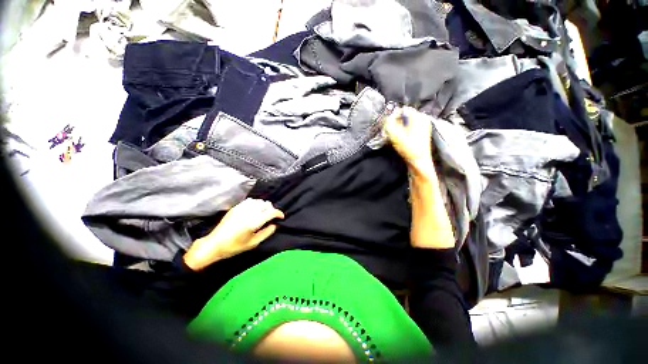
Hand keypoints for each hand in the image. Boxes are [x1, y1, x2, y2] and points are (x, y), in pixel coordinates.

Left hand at [183, 199, 284, 270]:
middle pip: (266, 204)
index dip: (279, 213)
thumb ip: (266, 233)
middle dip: (271, 209)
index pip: (271, 212)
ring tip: (263, 212)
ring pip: (259, 201)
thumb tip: (275, 225)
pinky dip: (256, 203)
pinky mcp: (236, 207)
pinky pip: (250, 201)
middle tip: (271, 217)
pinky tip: (254, 210)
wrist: (214, 244)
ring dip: (264, 205)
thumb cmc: (234, 246)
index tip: (281, 217)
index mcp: (254, 222)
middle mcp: (249, 212)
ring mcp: (241, 208)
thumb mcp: (253, 243)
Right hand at [383, 106, 434, 175]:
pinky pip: (408, 128)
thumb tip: (386, 119)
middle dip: (394, 123)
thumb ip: (389, 125)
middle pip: (404, 116)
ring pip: (405, 123)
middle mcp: (422, 120)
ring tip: (392, 137)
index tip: (387, 126)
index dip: (393, 117)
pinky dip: (401, 132)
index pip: (402, 110)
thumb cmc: (410, 149)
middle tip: (388, 132)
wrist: (419, 163)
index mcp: (419, 117)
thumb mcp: (396, 136)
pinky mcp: (419, 134)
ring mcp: (422, 127)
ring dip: (397, 128)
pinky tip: (398, 139)